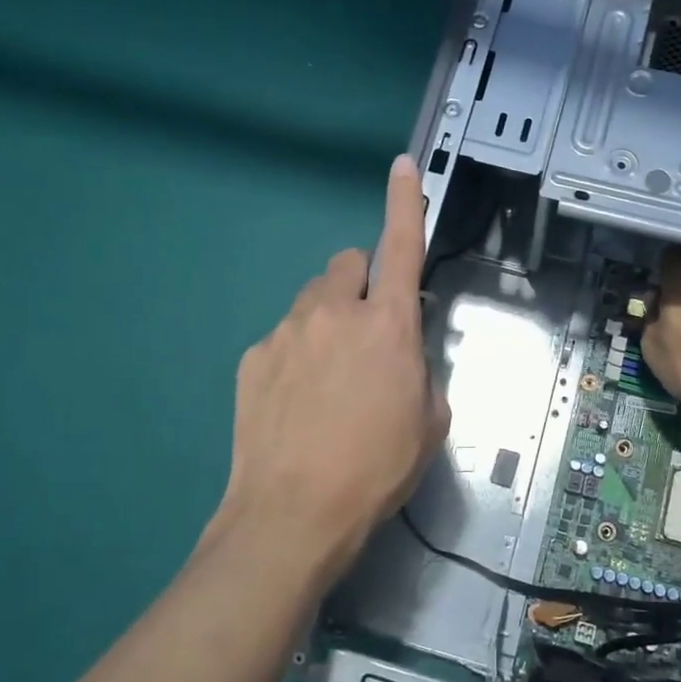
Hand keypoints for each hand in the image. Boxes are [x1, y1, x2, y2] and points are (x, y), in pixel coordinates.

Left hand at [211, 155, 449, 589]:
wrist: (293, 513)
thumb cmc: (376, 468)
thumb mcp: (429, 421)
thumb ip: (421, 371)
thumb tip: (403, 357)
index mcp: (387, 324)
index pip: (400, 245)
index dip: (404, 202)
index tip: (402, 168)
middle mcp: (334, 313)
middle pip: (347, 264)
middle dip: (361, 285)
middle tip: (366, 334)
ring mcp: (285, 332)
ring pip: (312, 301)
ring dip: (327, 320)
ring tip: (328, 379)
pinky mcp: (252, 358)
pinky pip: (282, 338)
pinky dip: (296, 354)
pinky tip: (296, 403)